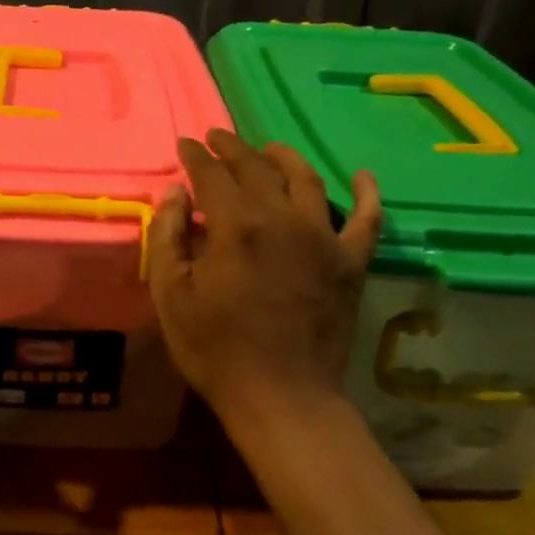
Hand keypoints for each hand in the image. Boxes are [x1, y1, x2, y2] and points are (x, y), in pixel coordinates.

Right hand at [149, 129, 380, 433]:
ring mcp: (324, 238)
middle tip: (218, 137)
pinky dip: (367, 194)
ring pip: (306, 180)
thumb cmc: (216, 349)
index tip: (185, 144)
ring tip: (269, 149)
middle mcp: (282, 218)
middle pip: (256, 168)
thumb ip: (167, 237)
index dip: (195, 156)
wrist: (283, 397)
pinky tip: (363, 176)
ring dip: (284, 158)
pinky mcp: (351, 263)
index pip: (211, 174)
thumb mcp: (170, 295)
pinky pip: (367, 219)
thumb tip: (175, 193)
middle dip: (232, 148)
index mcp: (236, 225)